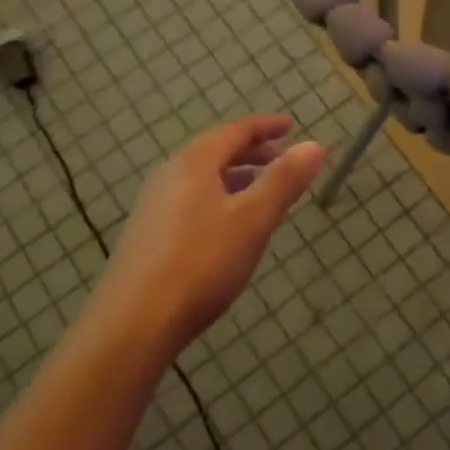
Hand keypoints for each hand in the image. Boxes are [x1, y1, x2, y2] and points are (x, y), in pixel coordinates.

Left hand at [100, 114, 326, 351]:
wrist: (134, 323)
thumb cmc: (201, 263)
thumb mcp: (253, 219)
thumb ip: (284, 180)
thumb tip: (315, 144)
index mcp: (194, 163)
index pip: (235, 131)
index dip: (266, 127)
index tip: (291, 126)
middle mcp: (169, 176)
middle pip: (216, 152)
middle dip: (252, 152)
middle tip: (282, 159)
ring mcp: (154, 207)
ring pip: (202, 179)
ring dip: (235, 178)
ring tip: (262, 193)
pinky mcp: (148, 236)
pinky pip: (191, 202)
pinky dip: (218, 200)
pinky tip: (229, 228)